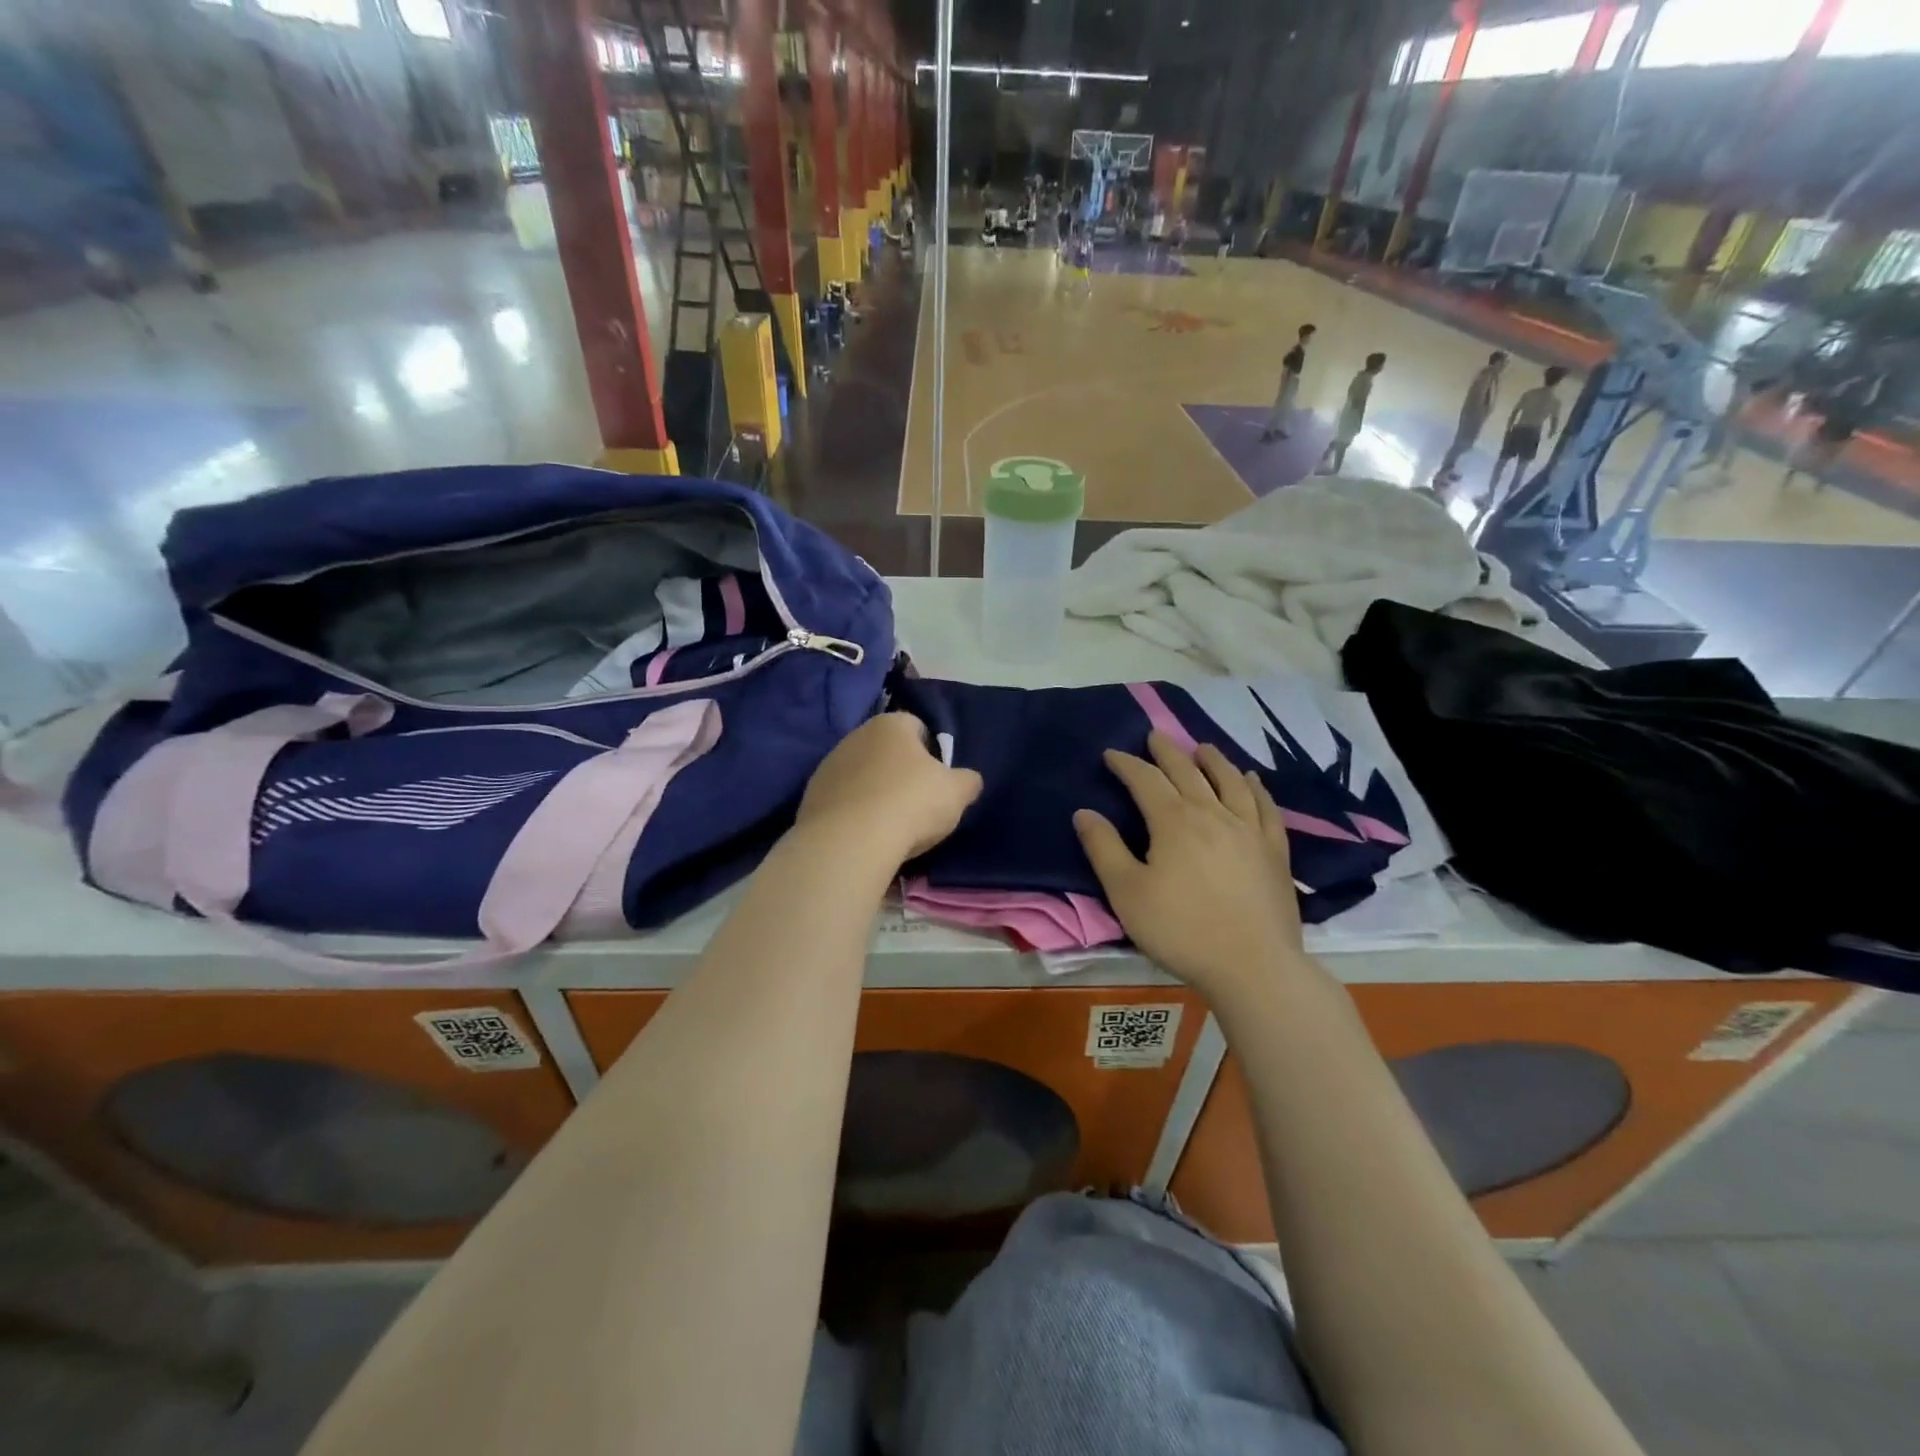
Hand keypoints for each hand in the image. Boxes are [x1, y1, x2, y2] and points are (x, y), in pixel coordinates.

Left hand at [796, 713, 982, 864]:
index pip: (918, 726)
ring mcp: (828, 764)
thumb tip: (968, 780)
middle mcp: (856, 735)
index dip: (932, 752)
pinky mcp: (811, 795)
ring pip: (862, 774)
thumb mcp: (957, 792)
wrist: (849, 841)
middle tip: (916, 803)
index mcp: (892, 724)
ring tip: (889, 824)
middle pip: (886, 750)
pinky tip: (865, 835)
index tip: (938, 780)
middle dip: (901, 771)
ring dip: (874, 791)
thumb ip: (967, 781)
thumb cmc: (911, 804)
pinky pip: (842, 799)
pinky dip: (854, 812)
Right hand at [1074, 733, 1304, 996]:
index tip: (1111, 754)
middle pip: (1187, 772)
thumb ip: (1104, 848)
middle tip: (1155, 736)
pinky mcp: (1274, 851)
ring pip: (1229, 782)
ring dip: (1213, 760)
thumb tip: (1084, 813)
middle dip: (1167, 752)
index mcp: (1173, 821)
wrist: (1253, 965)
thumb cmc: (1181, 930)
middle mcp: (1212, 814)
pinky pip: (1265, 807)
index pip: (1145, 780)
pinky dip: (1255, 788)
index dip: (1126, 764)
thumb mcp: (1127, 892)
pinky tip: (1251, 780)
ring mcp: (1249, 830)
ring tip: (1202, 748)